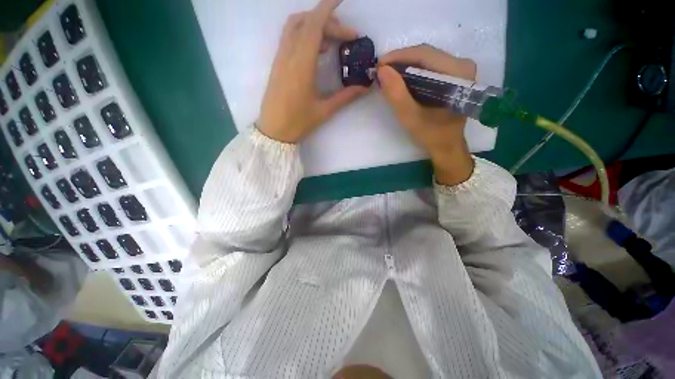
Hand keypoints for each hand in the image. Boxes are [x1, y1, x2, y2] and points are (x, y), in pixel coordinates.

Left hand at [258, 0, 368, 142]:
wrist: (273, 131)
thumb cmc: (298, 122)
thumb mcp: (324, 110)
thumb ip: (345, 96)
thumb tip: (365, 87)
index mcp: (302, 65)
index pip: (314, 25)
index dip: (328, 8)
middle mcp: (289, 55)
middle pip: (307, 22)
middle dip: (329, 22)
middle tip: (347, 37)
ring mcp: (280, 58)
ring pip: (295, 27)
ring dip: (314, 25)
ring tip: (332, 41)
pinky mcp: (277, 63)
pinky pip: (290, 38)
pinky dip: (304, 34)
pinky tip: (316, 50)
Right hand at [377, 45, 476, 185]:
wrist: (446, 146)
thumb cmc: (431, 134)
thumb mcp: (410, 117)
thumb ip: (396, 94)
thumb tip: (381, 70)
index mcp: (457, 73)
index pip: (424, 54)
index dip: (399, 57)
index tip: (379, 64)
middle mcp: (462, 64)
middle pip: (426, 54)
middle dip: (400, 61)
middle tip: (381, 71)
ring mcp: (459, 69)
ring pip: (426, 59)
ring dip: (405, 66)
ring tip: (387, 76)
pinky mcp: (454, 75)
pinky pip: (429, 67)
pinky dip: (412, 72)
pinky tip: (400, 80)